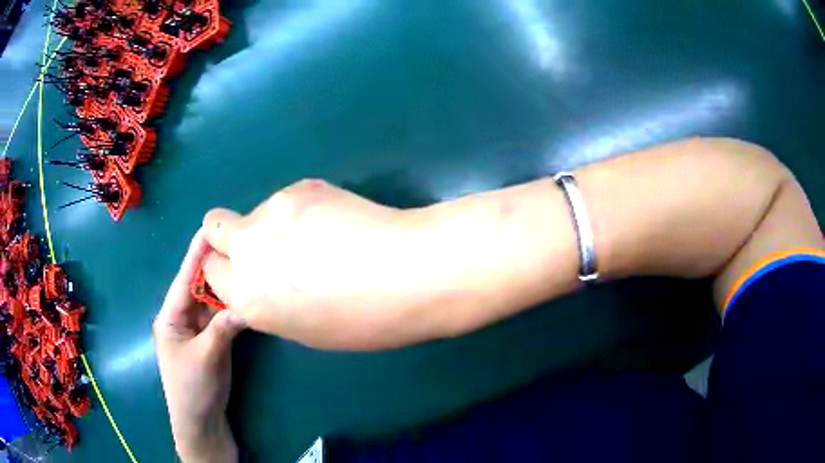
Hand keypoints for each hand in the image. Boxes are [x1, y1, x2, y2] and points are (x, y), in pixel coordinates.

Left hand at [153, 229, 245, 462]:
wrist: (201, 422)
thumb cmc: (193, 389)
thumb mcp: (207, 357)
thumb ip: (224, 328)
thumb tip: (248, 302)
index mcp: (170, 316)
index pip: (184, 279)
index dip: (196, 252)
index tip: (212, 227)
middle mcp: (182, 317)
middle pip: (199, 286)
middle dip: (215, 265)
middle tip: (238, 243)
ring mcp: (198, 329)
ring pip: (212, 301)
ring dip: (226, 286)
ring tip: (245, 263)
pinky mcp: (211, 340)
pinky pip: (221, 317)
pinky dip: (232, 307)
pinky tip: (245, 295)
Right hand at [200, 179, 450, 349]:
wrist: (408, 274)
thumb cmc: (366, 320)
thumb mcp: (306, 328)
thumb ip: (272, 303)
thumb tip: (268, 282)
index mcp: (249, 301)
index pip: (212, 274)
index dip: (228, 270)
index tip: (247, 269)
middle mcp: (248, 254)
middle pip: (213, 228)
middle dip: (227, 236)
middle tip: (265, 241)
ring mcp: (271, 214)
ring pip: (256, 211)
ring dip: (273, 222)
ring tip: (319, 235)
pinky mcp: (299, 188)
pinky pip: (288, 199)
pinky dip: (301, 209)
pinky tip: (336, 221)